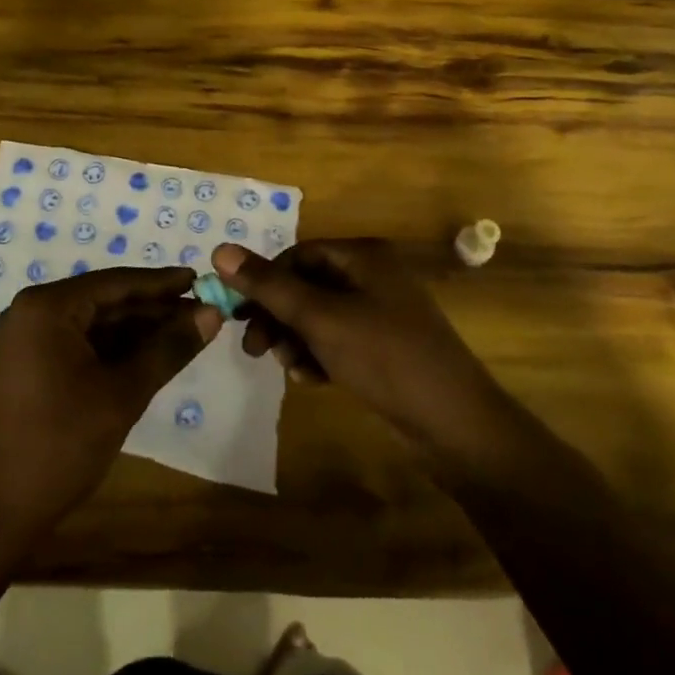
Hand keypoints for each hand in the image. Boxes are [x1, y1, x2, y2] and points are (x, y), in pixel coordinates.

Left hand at [0, 267, 220, 535]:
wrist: (0, 509)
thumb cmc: (62, 444)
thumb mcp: (123, 393)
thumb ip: (169, 348)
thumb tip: (212, 312)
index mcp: (47, 308)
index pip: (115, 283)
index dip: (161, 283)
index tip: (200, 279)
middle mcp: (33, 312)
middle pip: (105, 301)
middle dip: (153, 309)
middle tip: (202, 312)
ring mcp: (29, 339)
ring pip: (95, 323)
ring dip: (138, 330)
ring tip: (186, 333)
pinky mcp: (31, 364)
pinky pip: (81, 343)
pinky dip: (115, 348)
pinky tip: (151, 354)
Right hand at [212, 239, 505, 456]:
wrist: (454, 424)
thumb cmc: (385, 357)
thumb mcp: (320, 318)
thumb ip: (269, 286)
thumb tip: (220, 250)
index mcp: (364, 257)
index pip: (299, 255)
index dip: (266, 280)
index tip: (239, 312)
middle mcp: (372, 277)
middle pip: (307, 286)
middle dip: (278, 316)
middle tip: (253, 347)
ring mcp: (381, 314)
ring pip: (319, 317)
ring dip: (295, 339)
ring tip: (289, 368)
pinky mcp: (384, 348)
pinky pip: (337, 341)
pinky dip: (319, 356)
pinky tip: (312, 380)